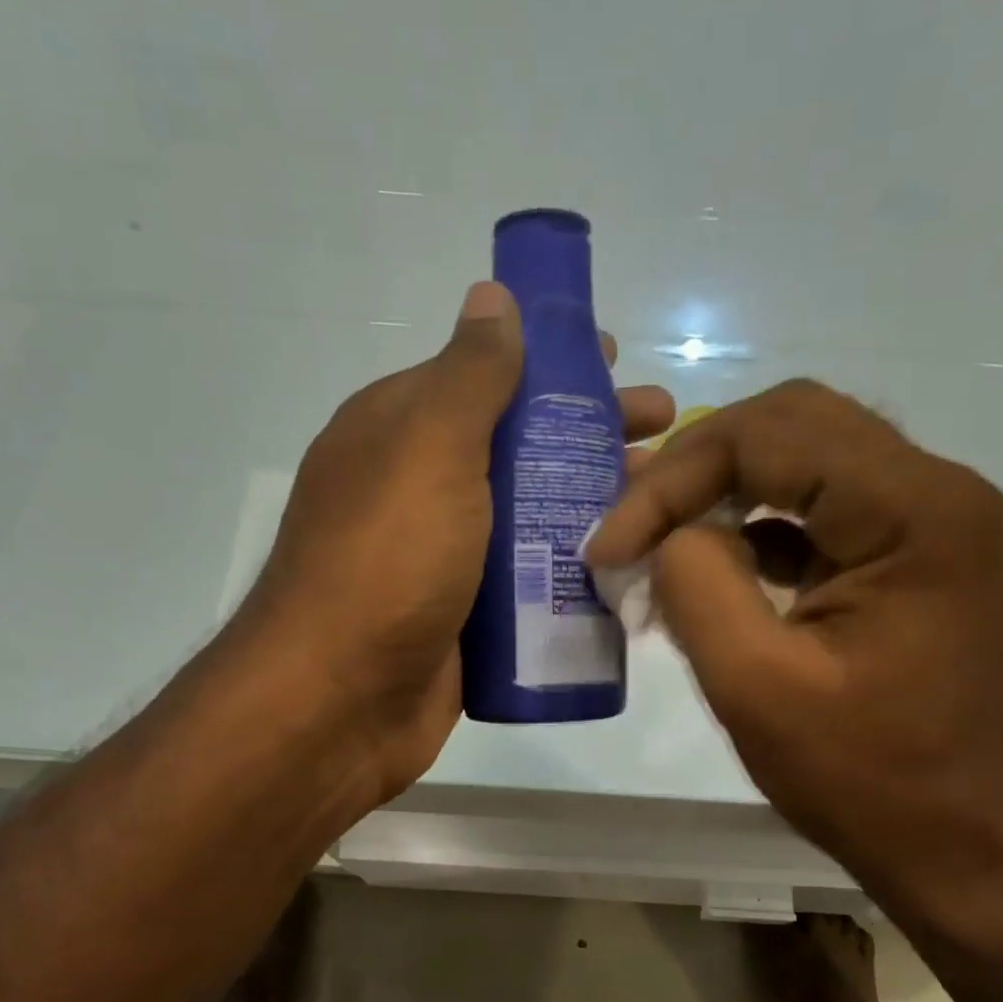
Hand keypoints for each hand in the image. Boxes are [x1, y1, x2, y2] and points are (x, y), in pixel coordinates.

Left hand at [243, 281, 674, 804]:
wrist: (340, 704)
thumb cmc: (386, 563)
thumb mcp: (427, 450)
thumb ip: (468, 376)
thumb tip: (491, 297)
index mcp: (398, 434)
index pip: (482, 376)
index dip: (548, 363)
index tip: (613, 361)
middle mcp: (419, 490)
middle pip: (516, 446)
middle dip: (587, 434)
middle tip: (661, 430)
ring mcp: (444, 560)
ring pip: (529, 516)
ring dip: (590, 503)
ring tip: (662, 499)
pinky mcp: (467, 620)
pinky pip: (529, 582)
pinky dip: (572, 569)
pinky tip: (629, 565)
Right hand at [586, 379, 1002, 898]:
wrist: (959, 844)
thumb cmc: (864, 778)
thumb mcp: (755, 685)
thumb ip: (697, 584)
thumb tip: (667, 532)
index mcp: (913, 510)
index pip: (770, 435)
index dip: (674, 480)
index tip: (609, 546)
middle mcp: (935, 491)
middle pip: (792, 423)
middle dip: (696, 466)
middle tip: (630, 519)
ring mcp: (928, 521)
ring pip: (804, 458)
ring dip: (721, 488)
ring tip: (653, 531)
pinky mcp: (908, 556)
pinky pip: (818, 508)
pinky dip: (752, 524)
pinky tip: (706, 564)